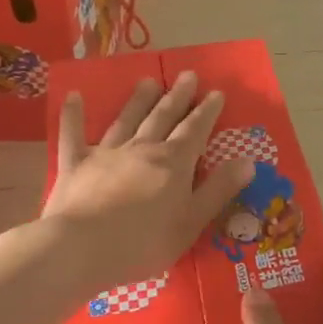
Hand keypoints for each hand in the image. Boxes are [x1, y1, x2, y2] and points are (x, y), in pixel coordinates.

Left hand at [32, 71, 254, 298]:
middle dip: (178, 96)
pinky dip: (73, 115)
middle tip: (188, 74)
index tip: (216, 92)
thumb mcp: (192, 221)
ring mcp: (107, 154)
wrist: (80, 249)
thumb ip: (219, 189)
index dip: (207, 111)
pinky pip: (73, 135)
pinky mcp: (75, 165)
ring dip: (138, 100)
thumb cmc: (143, 242)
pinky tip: (73, 96)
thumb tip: (249, 160)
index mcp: (174, 163)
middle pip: (164, 117)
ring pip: (127, 120)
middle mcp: (143, 149)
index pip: (195, 130)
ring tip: (148, 80)